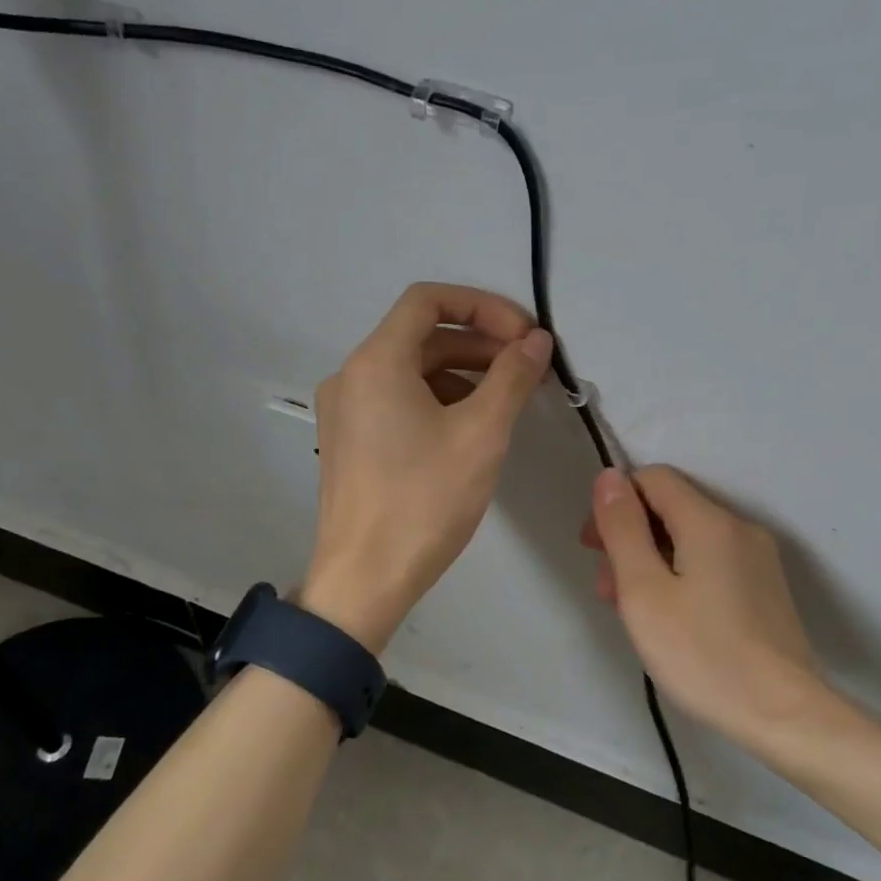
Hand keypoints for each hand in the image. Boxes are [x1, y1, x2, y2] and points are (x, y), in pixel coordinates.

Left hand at [302, 283, 552, 651]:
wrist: (364, 580)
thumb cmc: (424, 502)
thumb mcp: (481, 434)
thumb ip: (512, 377)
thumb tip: (536, 341)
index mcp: (375, 362)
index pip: (428, 300)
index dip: (482, 306)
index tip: (524, 334)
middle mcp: (351, 375)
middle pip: (420, 336)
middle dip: (478, 344)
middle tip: (526, 367)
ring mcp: (344, 410)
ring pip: (410, 371)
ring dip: (460, 374)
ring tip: (505, 400)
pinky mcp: (348, 441)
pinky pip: (396, 401)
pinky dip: (436, 401)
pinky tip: (469, 428)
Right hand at [581, 466, 841, 755]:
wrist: (784, 716)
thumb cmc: (702, 653)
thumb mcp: (643, 590)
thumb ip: (623, 528)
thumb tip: (610, 477)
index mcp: (709, 521)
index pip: (653, 478)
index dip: (617, 503)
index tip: (595, 547)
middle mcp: (739, 528)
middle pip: (671, 509)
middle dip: (630, 537)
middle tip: (606, 587)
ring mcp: (758, 559)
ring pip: (689, 539)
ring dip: (652, 560)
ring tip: (631, 610)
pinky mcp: (766, 588)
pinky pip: (711, 563)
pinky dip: (680, 576)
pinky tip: (669, 618)